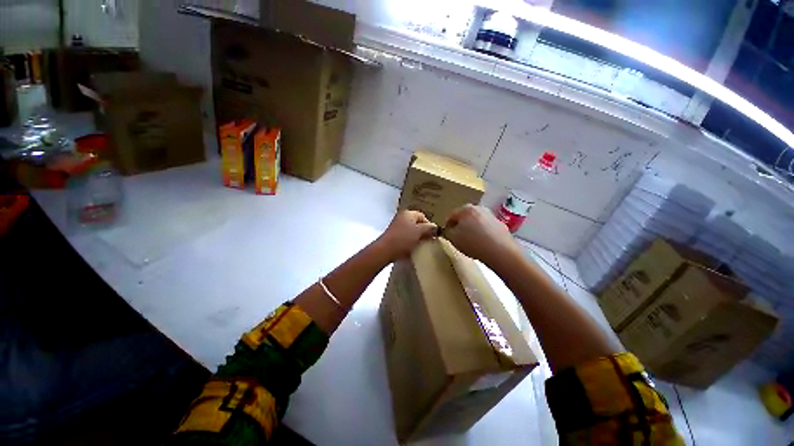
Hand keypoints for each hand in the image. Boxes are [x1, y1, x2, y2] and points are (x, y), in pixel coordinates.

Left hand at [377, 210, 437, 260]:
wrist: (385, 250)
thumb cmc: (403, 239)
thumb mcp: (419, 232)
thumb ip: (429, 228)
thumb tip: (436, 227)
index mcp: (408, 213)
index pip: (423, 216)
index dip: (429, 225)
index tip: (432, 236)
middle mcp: (401, 216)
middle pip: (416, 223)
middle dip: (423, 231)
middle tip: (427, 241)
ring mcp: (396, 225)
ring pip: (411, 230)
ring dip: (416, 237)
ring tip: (419, 245)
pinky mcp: (392, 234)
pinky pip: (404, 236)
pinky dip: (408, 241)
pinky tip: (410, 248)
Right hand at [443, 205, 518, 267]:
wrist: (502, 252)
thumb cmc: (473, 243)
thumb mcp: (452, 238)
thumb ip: (446, 232)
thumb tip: (448, 230)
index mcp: (466, 209)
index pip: (451, 216)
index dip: (447, 226)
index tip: (447, 235)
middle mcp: (479, 208)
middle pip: (464, 217)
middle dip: (460, 226)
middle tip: (458, 238)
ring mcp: (491, 216)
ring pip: (476, 222)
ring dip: (471, 229)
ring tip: (471, 242)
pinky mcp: (501, 225)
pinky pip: (486, 228)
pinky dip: (482, 234)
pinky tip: (482, 244)